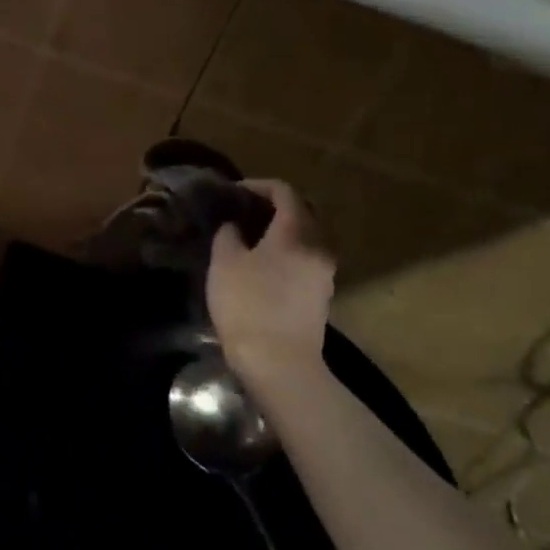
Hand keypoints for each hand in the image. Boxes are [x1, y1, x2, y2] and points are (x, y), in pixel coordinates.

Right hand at [206, 180, 335, 379]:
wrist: (279, 364)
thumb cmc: (248, 305)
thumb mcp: (225, 263)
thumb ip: (228, 234)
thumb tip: (234, 225)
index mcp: (296, 232)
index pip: (284, 192)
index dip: (258, 185)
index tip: (234, 191)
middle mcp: (318, 246)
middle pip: (299, 213)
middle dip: (271, 207)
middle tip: (241, 212)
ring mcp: (324, 273)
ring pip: (303, 238)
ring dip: (279, 231)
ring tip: (248, 238)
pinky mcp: (321, 296)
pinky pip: (304, 259)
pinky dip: (285, 252)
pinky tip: (261, 265)